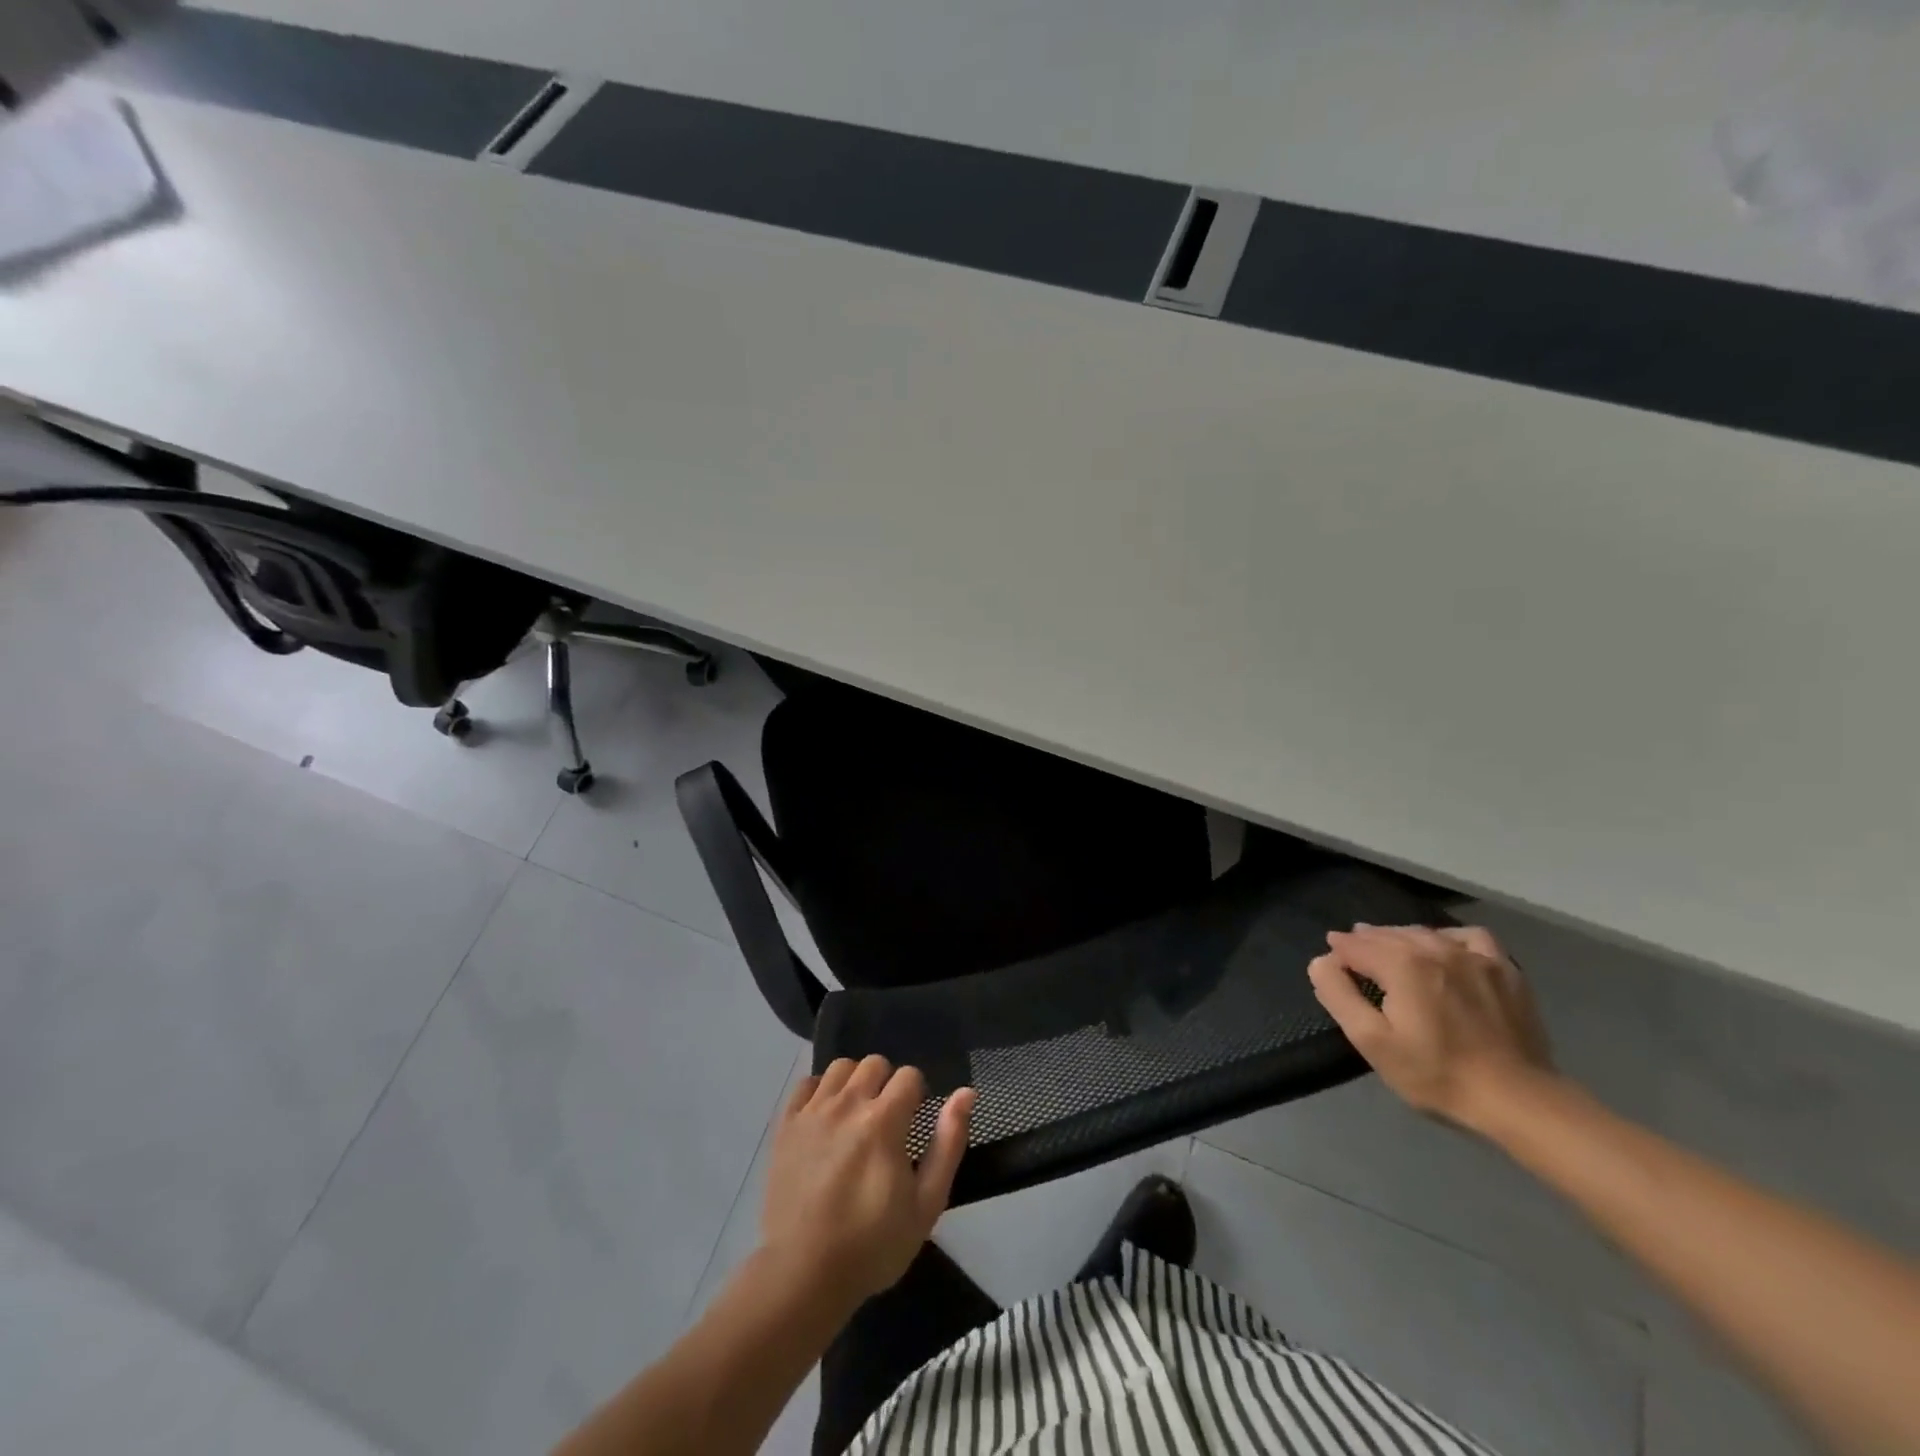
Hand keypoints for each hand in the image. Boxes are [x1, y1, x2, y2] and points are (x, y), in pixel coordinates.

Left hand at [759, 1056, 974, 1309]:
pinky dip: (819, 1090)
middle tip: (887, 1121)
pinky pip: (805, 1083)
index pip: (909, 1075)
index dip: (917, 1095)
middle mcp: (847, 1104)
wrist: (803, 1275)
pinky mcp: (786, 1125)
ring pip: (841, 1067)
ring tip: (856, 1115)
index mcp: (884, 1120)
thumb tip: (966, 1093)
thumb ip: (949, 1143)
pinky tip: (825, 1116)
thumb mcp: (926, 1204)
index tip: (913, 1123)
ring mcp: (813, 1112)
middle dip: (887, 1084)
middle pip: (874, 1063)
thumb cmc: (872, 1244)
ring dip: (854, 1082)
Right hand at [1308, 925, 1554, 1130]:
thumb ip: (1339, 996)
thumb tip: (1321, 961)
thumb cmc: (1437, 1074)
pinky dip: (1447, 937)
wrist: (1519, 1100)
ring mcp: (1474, 957)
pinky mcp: (1505, 970)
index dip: (1337, 952)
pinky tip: (1443, 949)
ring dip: (1398, 937)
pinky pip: (1469, 937)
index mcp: (1401, 964)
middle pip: (1387, 935)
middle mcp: (1435, 949)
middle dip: (1364, 941)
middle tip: (1351, 954)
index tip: (1330, 965)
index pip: (1355, 945)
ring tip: (1389, 950)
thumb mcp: (1372, 1042)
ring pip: (1424, 933)